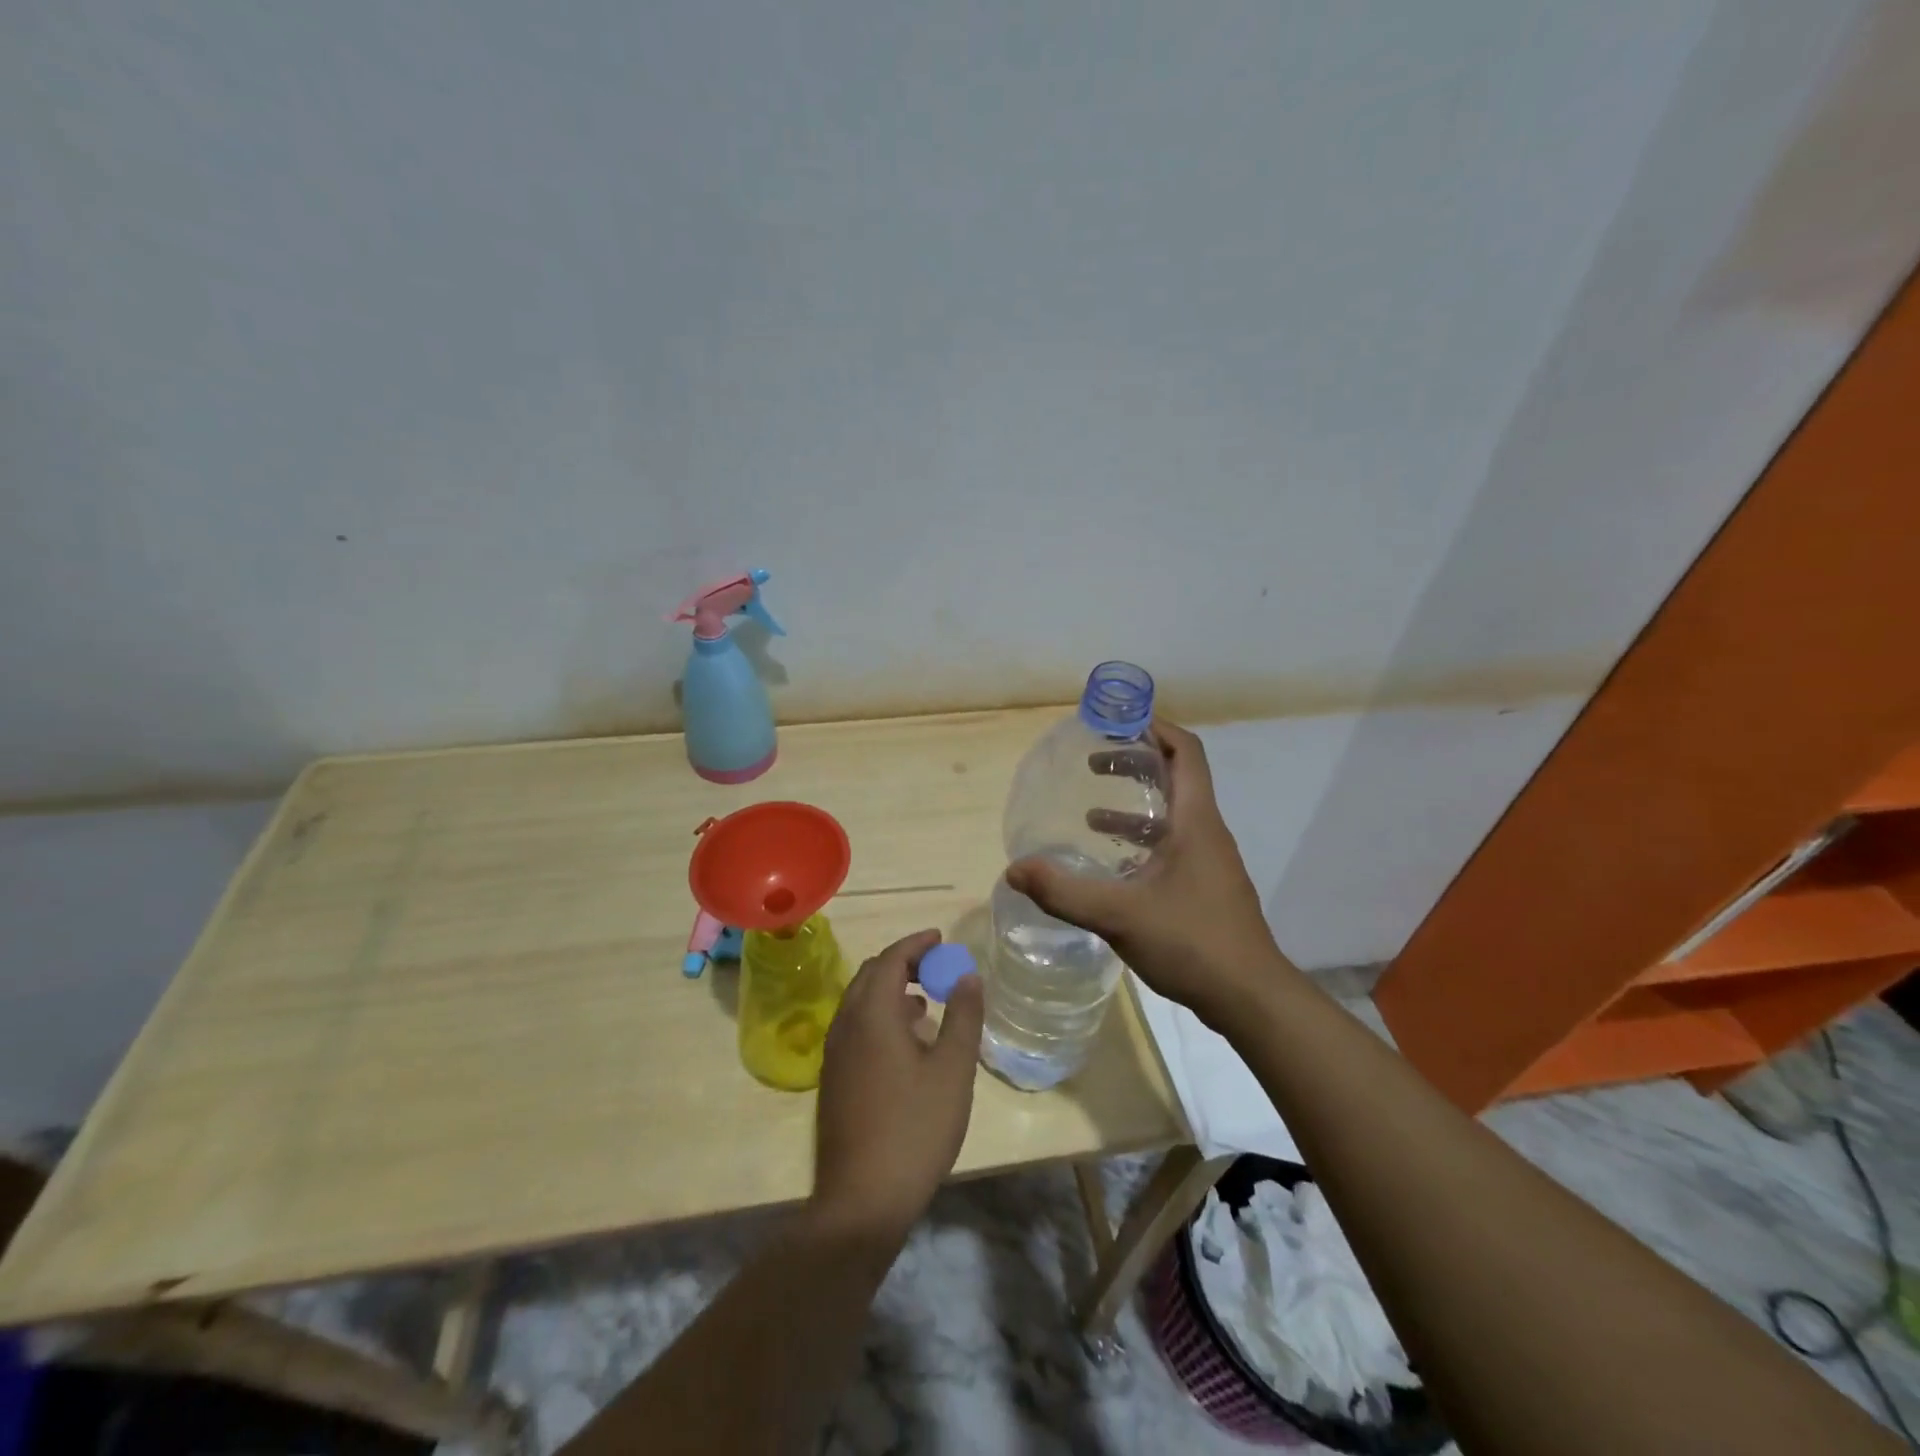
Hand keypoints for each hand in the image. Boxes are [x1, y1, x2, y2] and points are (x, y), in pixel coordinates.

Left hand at [811, 930, 984, 1240]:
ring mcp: (835, 1054)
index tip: (941, 938)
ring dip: (891, 990)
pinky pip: (856, 1027)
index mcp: (872, 1015)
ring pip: (860, 1002)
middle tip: (936, 965)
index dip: (916, 943)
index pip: (891, 959)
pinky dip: (881, 1016)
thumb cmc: (914, 1128)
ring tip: (927, 1000)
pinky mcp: (834, 1079)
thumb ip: (963, 1017)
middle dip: (903, 962)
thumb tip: (968, 975)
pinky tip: (906, 1041)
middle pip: (871, 975)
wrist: (862, 1201)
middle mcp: (845, 1025)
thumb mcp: (953, 1070)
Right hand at [1004, 721, 1299, 1029]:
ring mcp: (1209, 862)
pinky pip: (1173, 846)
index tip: (1118, 722)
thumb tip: (1014, 870)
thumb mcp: (1119, 914)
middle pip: (1176, 778)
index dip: (1156, 728)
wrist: (1250, 998)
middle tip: (1095, 761)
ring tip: (1091, 812)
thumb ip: (1063, 892)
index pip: (1185, 752)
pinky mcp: (1206, 887)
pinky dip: (1142, 842)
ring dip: (1136, 806)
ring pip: (1173, 816)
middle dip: (1136, 763)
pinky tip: (1113, 865)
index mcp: (1195, 821)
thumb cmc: (1192, 942)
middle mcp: (1207, 832)